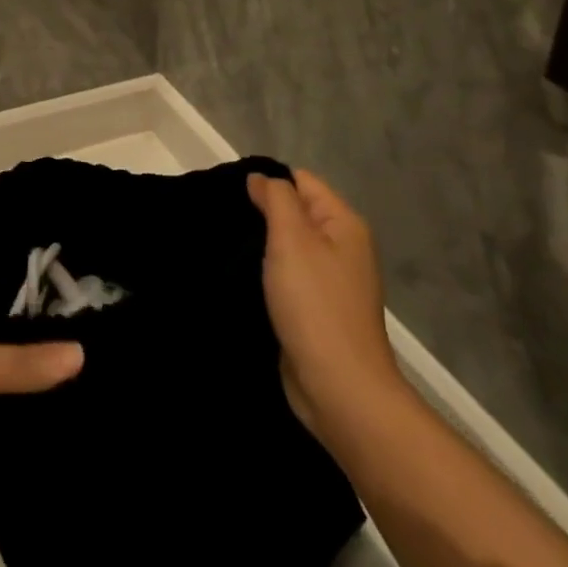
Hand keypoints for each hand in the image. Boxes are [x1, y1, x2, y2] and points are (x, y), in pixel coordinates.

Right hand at [247, 169, 401, 431]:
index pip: (302, 181)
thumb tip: (261, 178)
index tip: (231, 194)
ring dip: (262, 246)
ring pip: (289, 247)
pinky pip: (288, 278)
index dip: (268, 182)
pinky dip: (267, 275)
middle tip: (224, 219)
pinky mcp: (316, 311)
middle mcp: (342, 248)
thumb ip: (276, 199)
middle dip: (262, 213)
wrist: (339, 388)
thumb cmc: (315, 305)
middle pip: (296, 213)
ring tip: (226, 244)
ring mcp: (331, 282)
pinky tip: (242, 277)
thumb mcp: (292, 238)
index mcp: (343, 224)